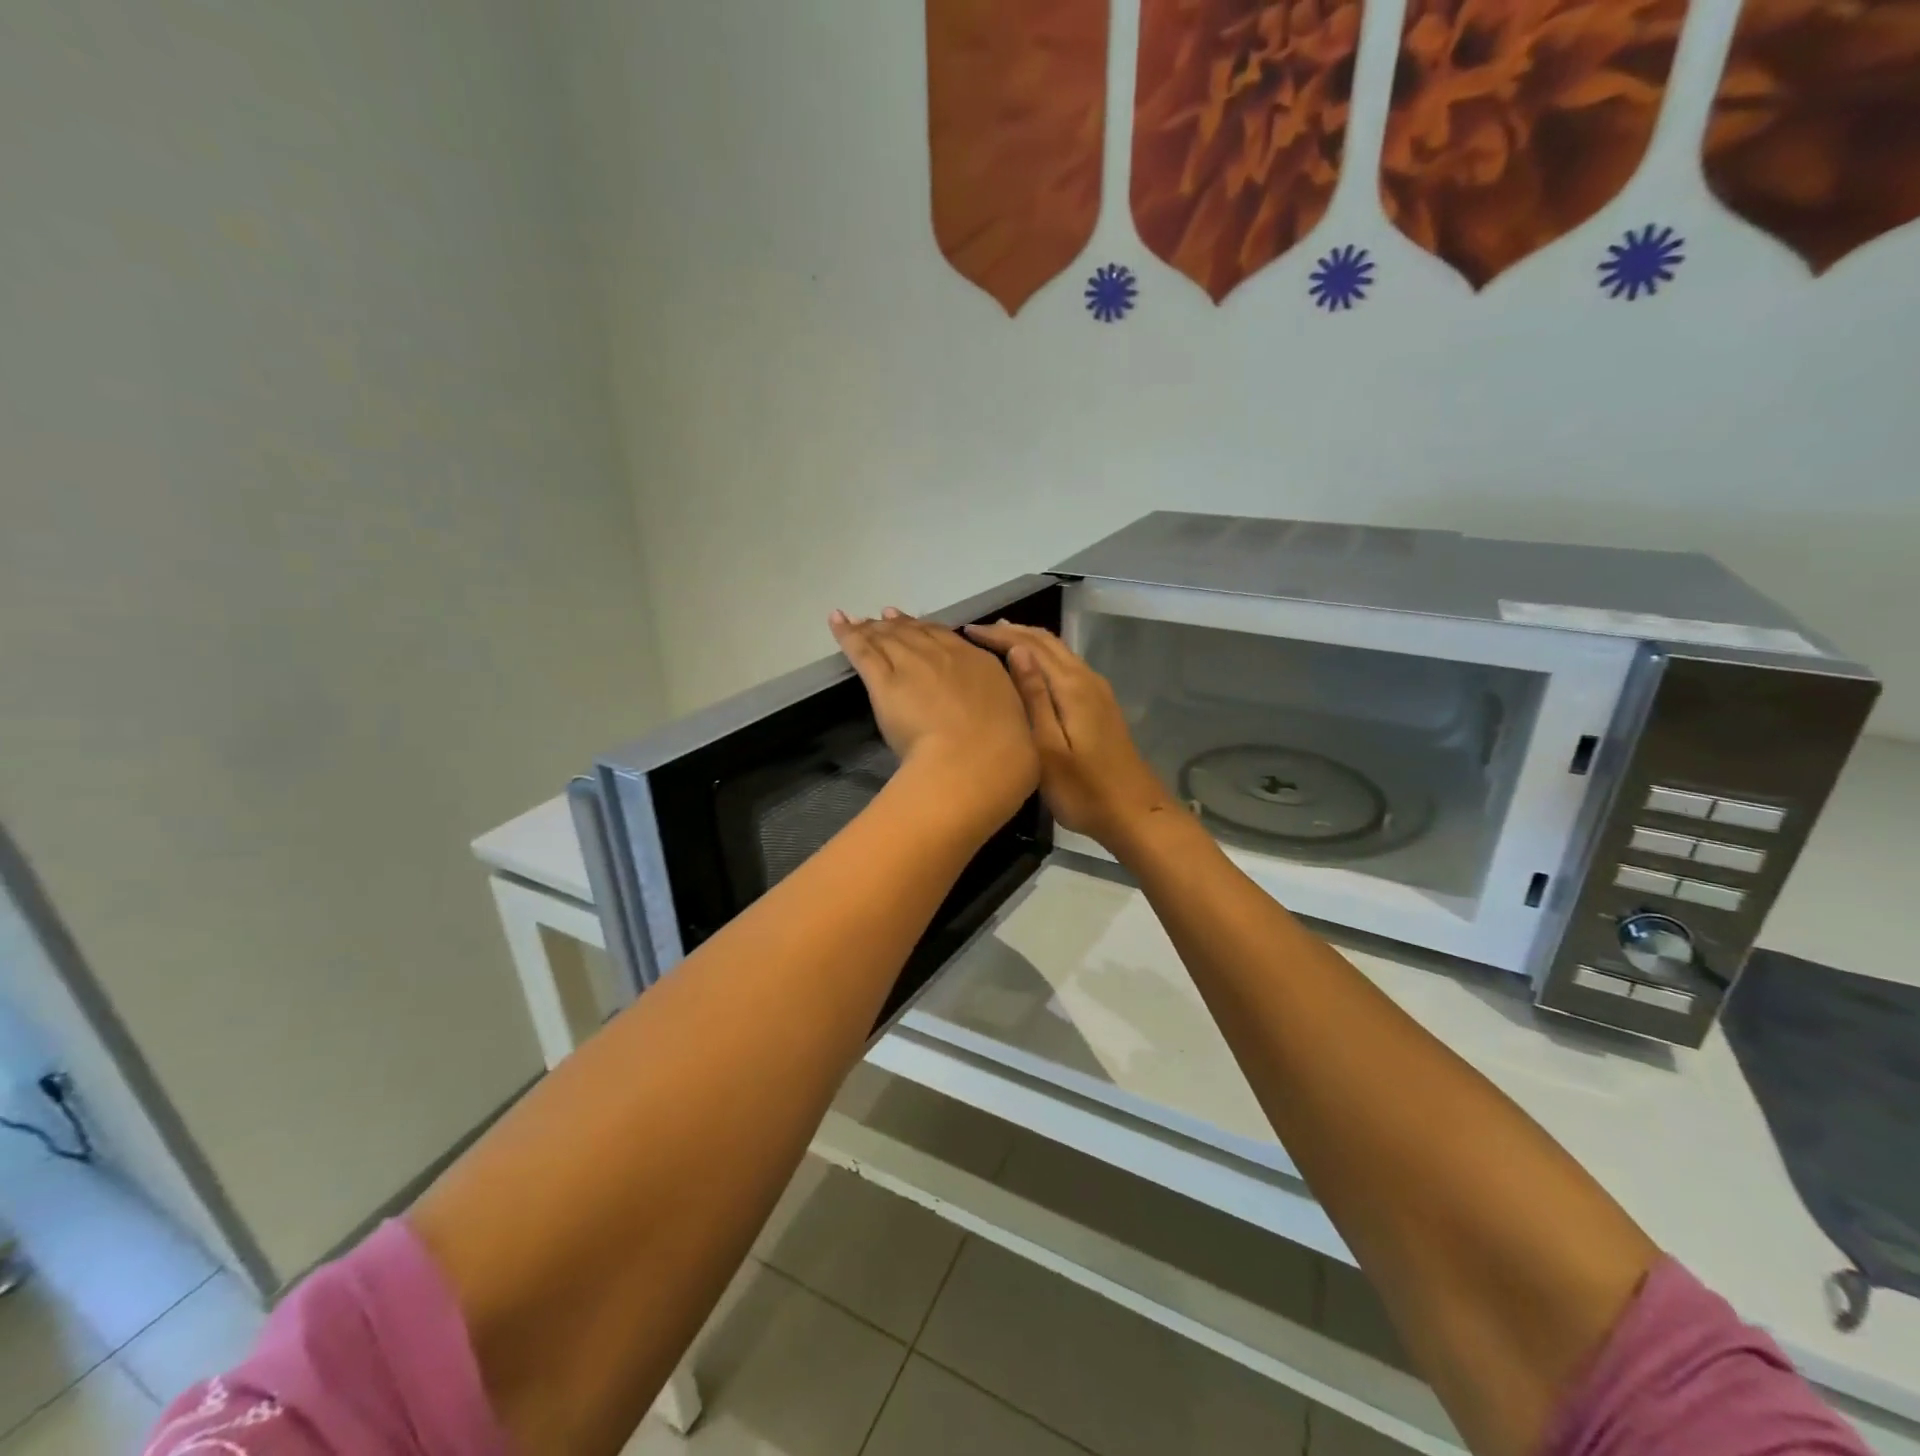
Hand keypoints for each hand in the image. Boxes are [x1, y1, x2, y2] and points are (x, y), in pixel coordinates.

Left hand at [830, 608, 1039, 835]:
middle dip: (898, 625)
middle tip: (882, 617)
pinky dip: (847, 634)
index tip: (918, 626)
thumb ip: (1014, 700)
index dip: (930, 631)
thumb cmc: (1005, 758)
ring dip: (872, 628)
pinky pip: (862, 651)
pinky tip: (836, 622)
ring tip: (858, 620)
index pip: (950, 639)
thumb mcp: (1024, 723)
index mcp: (982, 665)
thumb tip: (1010, 685)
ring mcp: (914, 665)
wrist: (973, 763)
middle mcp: (947, 656)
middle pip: (916, 633)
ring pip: (888, 638)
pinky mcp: (885, 683)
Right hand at [962, 622, 1180, 852]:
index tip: (968, 632)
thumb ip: (1034, 698)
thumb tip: (1017, 652)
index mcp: (1072, 687)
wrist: (1134, 813)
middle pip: (1048, 642)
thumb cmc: (1083, 789)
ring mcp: (1097, 692)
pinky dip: (1042, 659)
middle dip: (1013, 632)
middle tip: (978, 632)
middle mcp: (1087, 680)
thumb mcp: (1048, 748)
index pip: (1031, 647)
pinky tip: (1028, 670)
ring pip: (1058, 653)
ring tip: (997, 641)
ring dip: (1028, 642)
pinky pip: (1065, 667)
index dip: (1000, 636)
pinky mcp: (1100, 705)